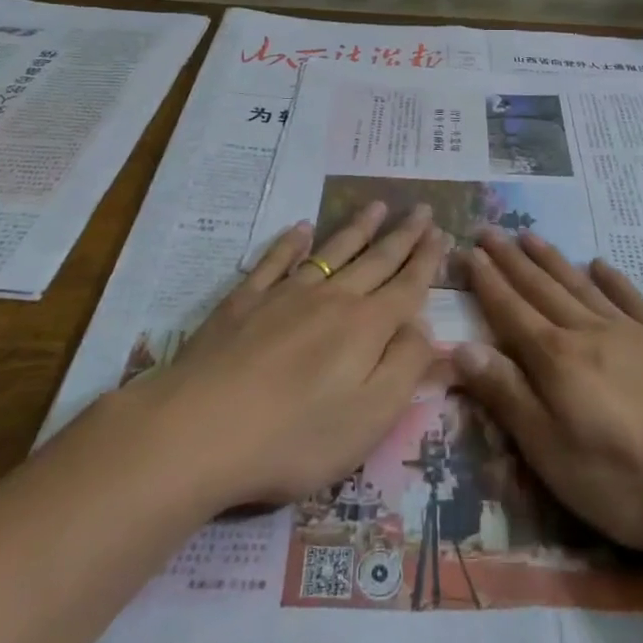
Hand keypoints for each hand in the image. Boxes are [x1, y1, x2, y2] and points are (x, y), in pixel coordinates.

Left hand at [132, 202, 448, 513]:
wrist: (199, 430)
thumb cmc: (295, 437)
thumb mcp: (370, 418)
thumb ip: (405, 368)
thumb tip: (425, 328)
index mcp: (366, 328)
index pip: (407, 287)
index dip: (428, 261)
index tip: (443, 233)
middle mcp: (332, 299)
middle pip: (375, 260)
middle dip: (403, 235)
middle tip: (422, 208)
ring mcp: (285, 295)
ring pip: (332, 252)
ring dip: (357, 228)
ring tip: (377, 205)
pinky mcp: (244, 302)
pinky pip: (274, 262)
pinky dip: (290, 242)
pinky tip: (300, 228)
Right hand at [452, 229, 642, 557]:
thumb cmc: (629, 480)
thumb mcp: (554, 454)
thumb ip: (508, 397)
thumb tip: (462, 346)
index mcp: (558, 361)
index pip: (510, 312)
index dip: (486, 283)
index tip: (466, 251)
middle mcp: (589, 333)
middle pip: (541, 289)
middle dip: (510, 261)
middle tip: (488, 231)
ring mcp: (631, 332)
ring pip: (580, 286)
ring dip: (552, 260)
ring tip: (529, 236)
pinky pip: (631, 298)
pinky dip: (612, 279)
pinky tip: (601, 264)